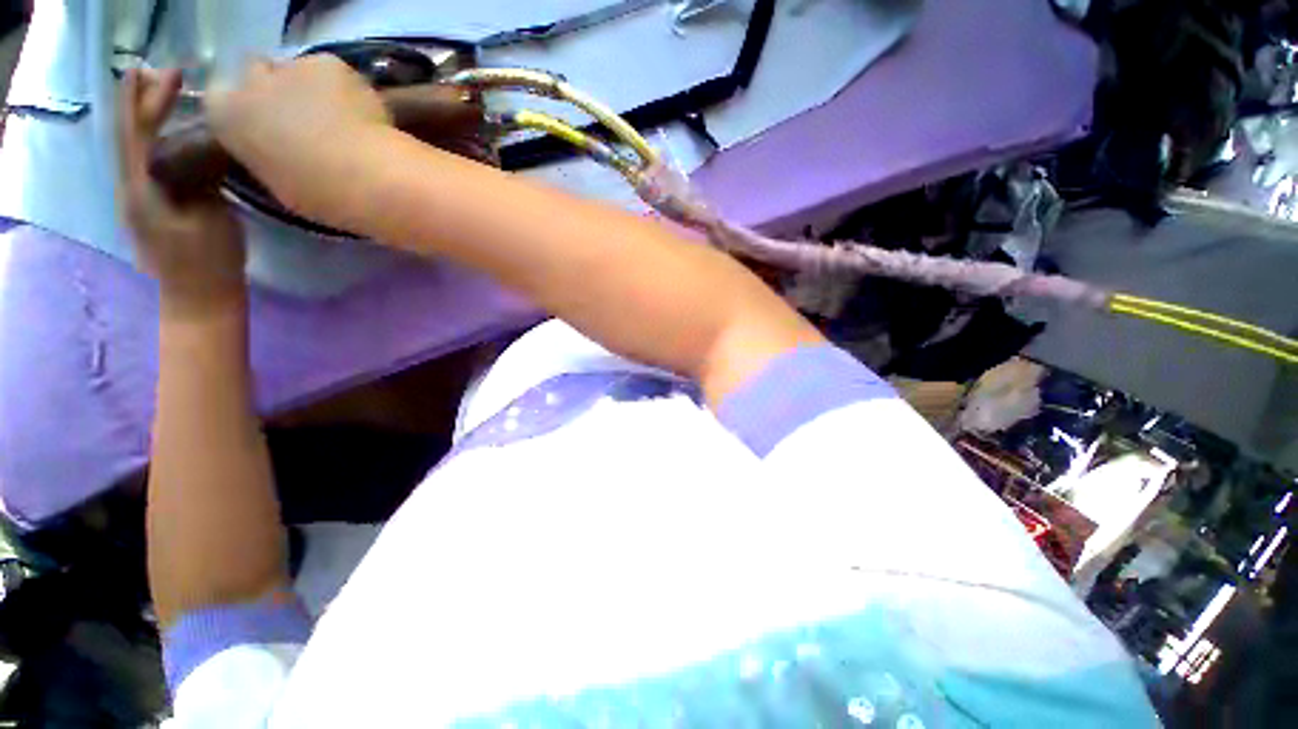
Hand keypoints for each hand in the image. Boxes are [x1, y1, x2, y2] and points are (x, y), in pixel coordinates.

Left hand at [117, 68, 245, 318]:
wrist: (199, 300)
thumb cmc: (211, 263)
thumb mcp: (211, 218)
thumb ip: (199, 179)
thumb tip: (201, 147)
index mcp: (142, 191)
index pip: (138, 132)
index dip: (151, 99)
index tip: (172, 73)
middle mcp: (129, 189)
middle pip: (127, 136)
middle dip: (138, 101)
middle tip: (156, 72)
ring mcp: (136, 200)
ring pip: (132, 147)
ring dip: (142, 117)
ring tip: (157, 93)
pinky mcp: (148, 207)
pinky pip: (143, 162)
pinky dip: (151, 138)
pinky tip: (164, 132)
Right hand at [205, 55, 390, 227]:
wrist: (362, 176)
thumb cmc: (317, 195)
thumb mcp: (275, 181)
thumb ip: (267, 155)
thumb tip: (280, 151)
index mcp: (225, 117)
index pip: (220, 98)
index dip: (247, 109)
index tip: (268, 126)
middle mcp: (248, 82)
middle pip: (257, 74)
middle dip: (277, 91)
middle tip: (307, 120)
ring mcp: (290, 66)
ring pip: (298, 71)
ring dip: (313, 90)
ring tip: (341, 120)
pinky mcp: (328, 63)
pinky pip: (333, 72)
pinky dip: (345, 89)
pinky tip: (361, 112)